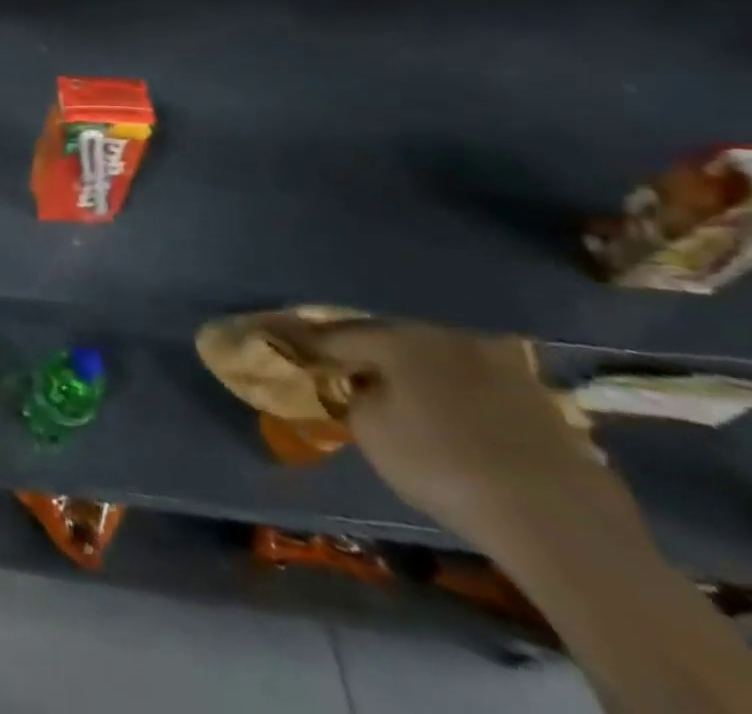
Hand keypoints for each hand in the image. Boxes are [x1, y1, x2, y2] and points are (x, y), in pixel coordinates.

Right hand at [295, 321, 616, 546]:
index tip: (297, 351)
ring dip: (425, 377)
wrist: (560, 522)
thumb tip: (365, 388)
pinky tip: (462, 425)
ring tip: (411, 400)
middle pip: (397, 342)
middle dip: (376, 356)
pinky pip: (484, 392)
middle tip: (355, 374)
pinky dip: (466, 401)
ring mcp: (505, 368)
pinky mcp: (545, 404)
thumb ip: (356, 398)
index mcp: (401, 338)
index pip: (341, 334)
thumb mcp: (370, 432)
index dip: (315, 346)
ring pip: (445, 364)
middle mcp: (450, 338)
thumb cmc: (442, 465)